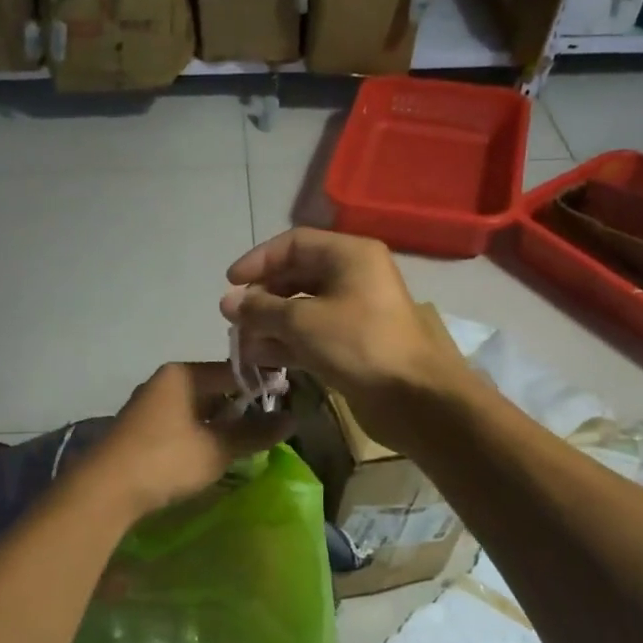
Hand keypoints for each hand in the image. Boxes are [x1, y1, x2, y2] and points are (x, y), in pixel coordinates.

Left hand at [82, 362, 293, 520]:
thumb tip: (292, 419)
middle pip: (213, 388)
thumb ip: (255, 432)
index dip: (261, 385)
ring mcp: (149, 406)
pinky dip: (200, 435)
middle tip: (268, 428)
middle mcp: (164, 382)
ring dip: (220, 425)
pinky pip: (180, 424)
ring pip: (196, 408)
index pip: (232, 370)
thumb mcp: (218, 448)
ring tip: (245, 444)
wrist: (105, 490)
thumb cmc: (166, 460)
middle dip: (240, 408)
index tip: (287, 401)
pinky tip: (212, 454)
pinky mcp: (140, 429)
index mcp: (182, 374)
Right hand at [219, 228, 469, 451]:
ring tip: (242, 343)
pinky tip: (261, 359)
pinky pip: (312, 335)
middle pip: (296, 276)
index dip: (258, 260)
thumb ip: (261, 309)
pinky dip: (287, 343)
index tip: (230, 283)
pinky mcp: (353, 344)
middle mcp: (353, 277)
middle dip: (262, 297)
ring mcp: (354, 312)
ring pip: (302, 309)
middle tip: (235, 319)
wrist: (414, 397)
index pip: (293, 244)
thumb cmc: (358, 344)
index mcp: (349, 255)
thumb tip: (227, 302)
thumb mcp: (302, 322)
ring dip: (270, 324)